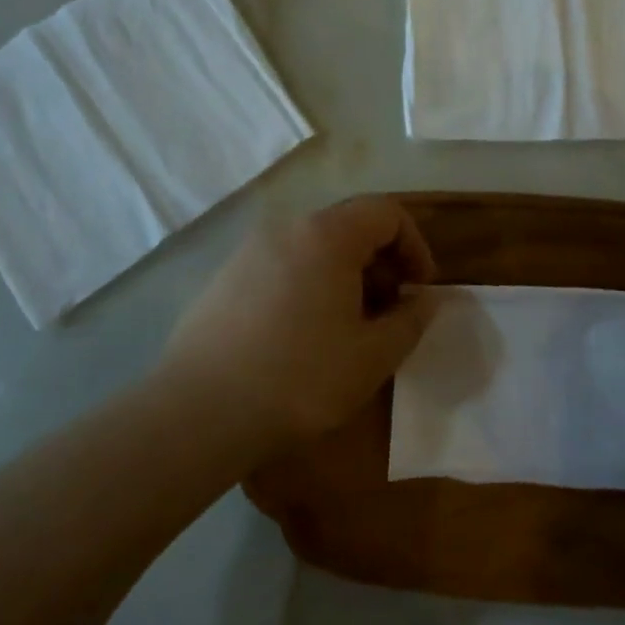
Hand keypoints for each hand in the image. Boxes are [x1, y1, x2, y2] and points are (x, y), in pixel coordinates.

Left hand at [161, 196, 438, 443]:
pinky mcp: (223, 277)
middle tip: (389, 312)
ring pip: (313, 247)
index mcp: (327, 235)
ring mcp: (248, 251)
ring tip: (348, 327)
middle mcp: (286, 228)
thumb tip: (425, 299)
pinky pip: (281, 266)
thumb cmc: (300, 379)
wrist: (198, 413)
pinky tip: (302, 335)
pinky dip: (307, 285)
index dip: (415, 246)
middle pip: (349, 225)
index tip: (420, 290)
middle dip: (381, 262)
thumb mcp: (373, 356)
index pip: (387, 212)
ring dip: (344, 276)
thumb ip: (411, 320)